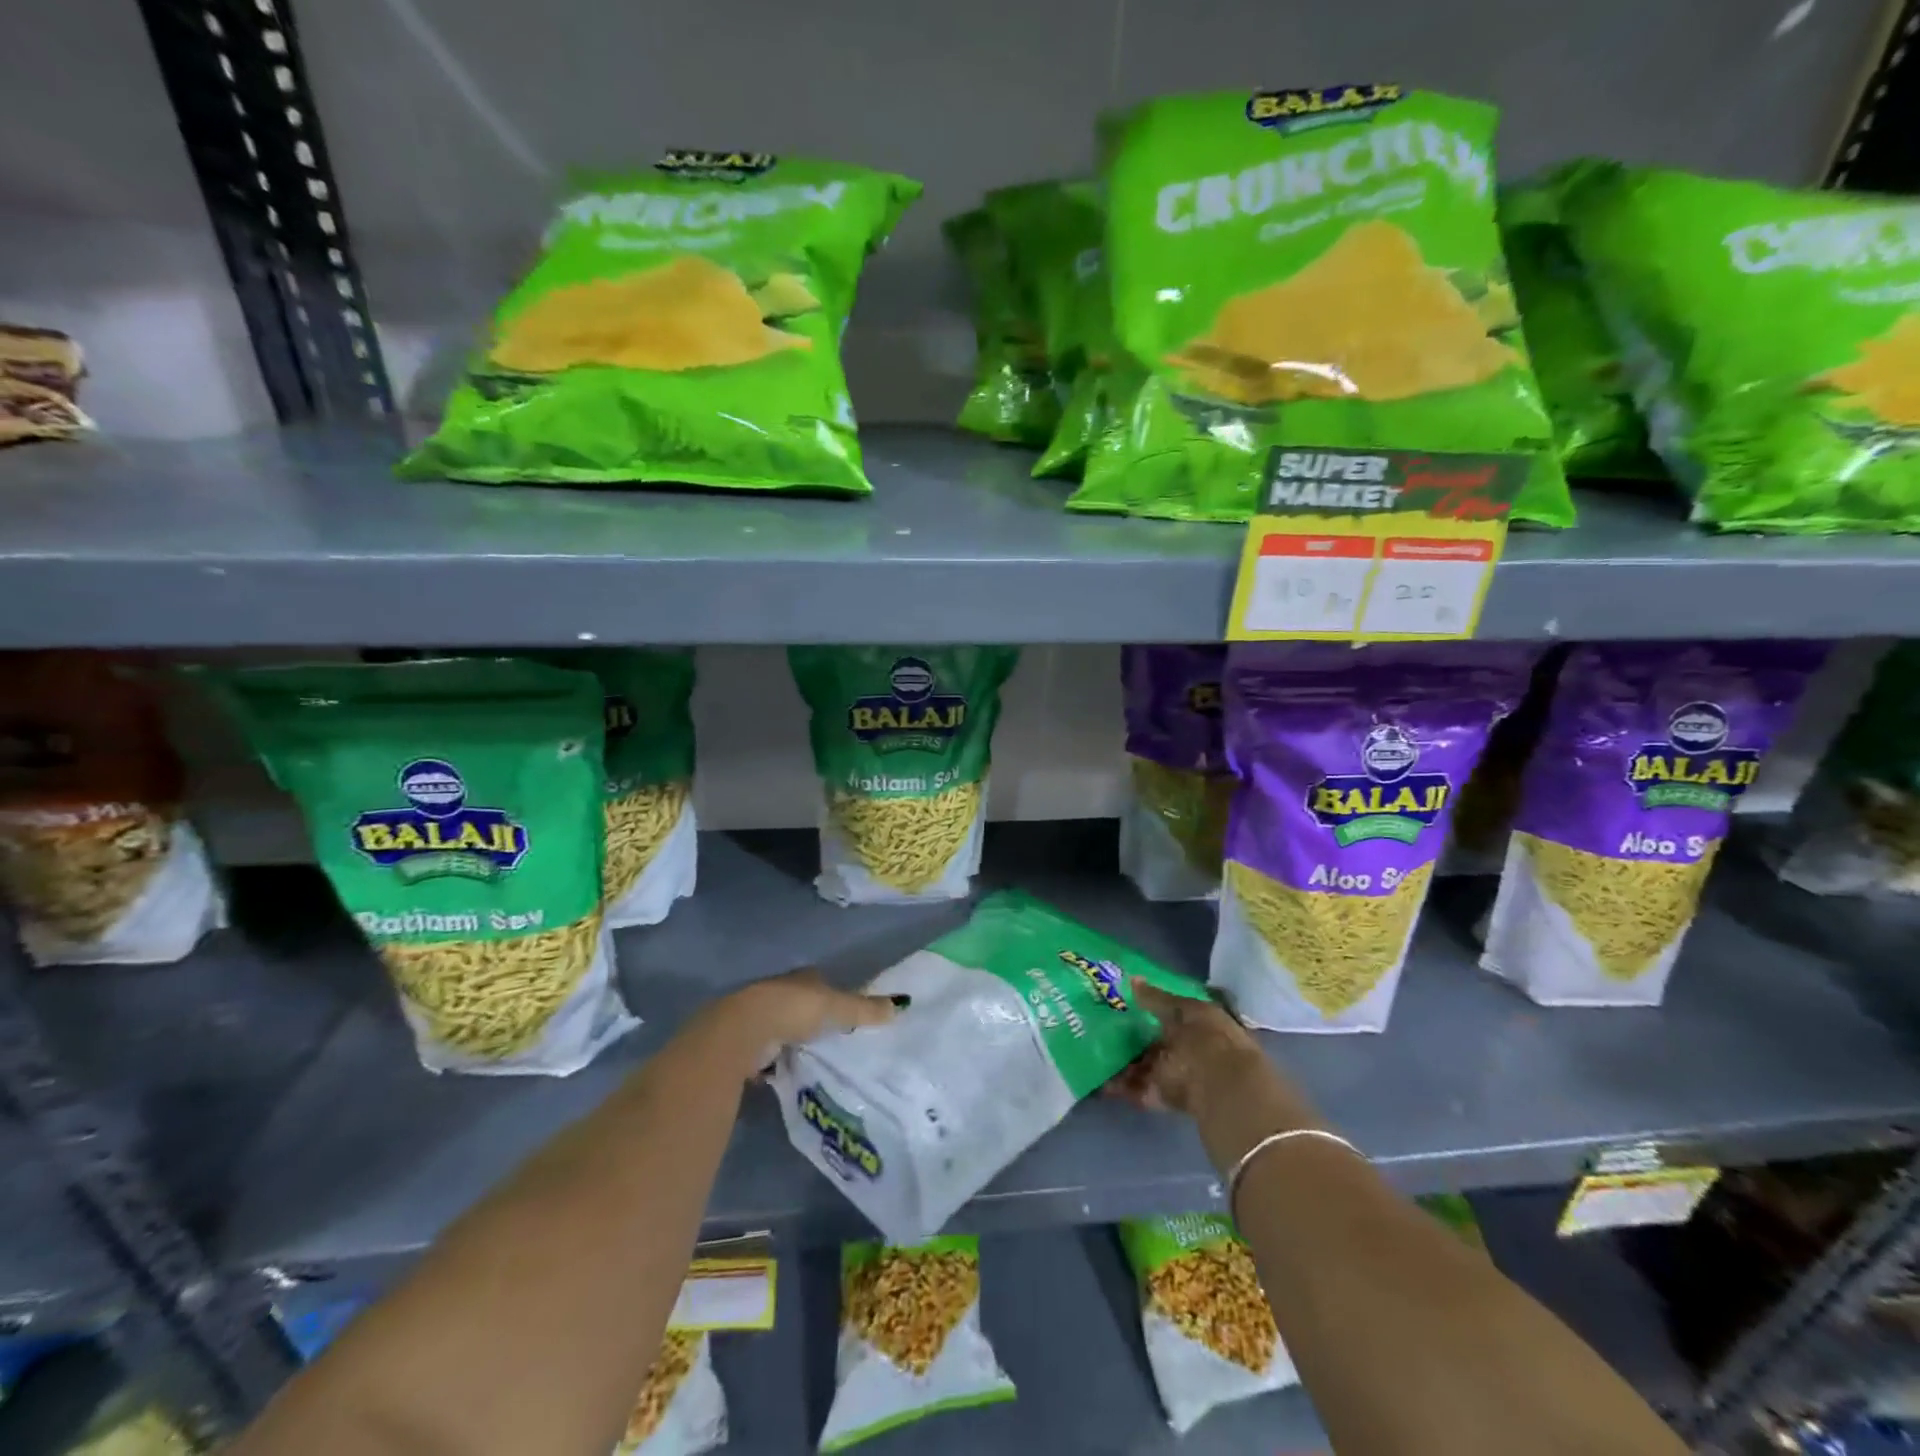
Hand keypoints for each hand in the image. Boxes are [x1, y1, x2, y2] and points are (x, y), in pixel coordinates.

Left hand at [700, 968, 901, 1078]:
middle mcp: (778, 991)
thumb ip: (865, 1009)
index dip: (831, 992)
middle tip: (830, 1037)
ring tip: (811, 1059)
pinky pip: (765, 1053)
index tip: (844, 1008)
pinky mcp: (743, 1044)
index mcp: (801, 979)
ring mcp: (758, 1017)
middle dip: (810, 1018)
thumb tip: (901, 1005)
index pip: (819, 981)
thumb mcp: (837, 1009)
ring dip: (791, 1040)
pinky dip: (773, 1062)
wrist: (743, 1031)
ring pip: (780, 1027)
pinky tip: (784, 1074)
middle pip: (799, 1003)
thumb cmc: (794, 1010)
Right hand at [1110, 977, 1275, 1118]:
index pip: (1174, 1013)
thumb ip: (1156, 998)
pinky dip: (1120, 1085)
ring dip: (1124, 1060)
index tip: (1124, 1002)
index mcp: (1202, 1024)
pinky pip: (1137, 1087)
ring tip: (1094, 1050)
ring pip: (1145, 1064)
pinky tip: (1099, 1077)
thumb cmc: (1207, 1039)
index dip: (1151, 1008)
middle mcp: (1190, 1049)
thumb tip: (1132, 979)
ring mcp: (1176, 1074)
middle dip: (1134, 1036)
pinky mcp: (1163, 1097)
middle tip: (1103, 1025)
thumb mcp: (1182, 1011)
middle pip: (1158, 1040)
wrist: (1221, 1089)